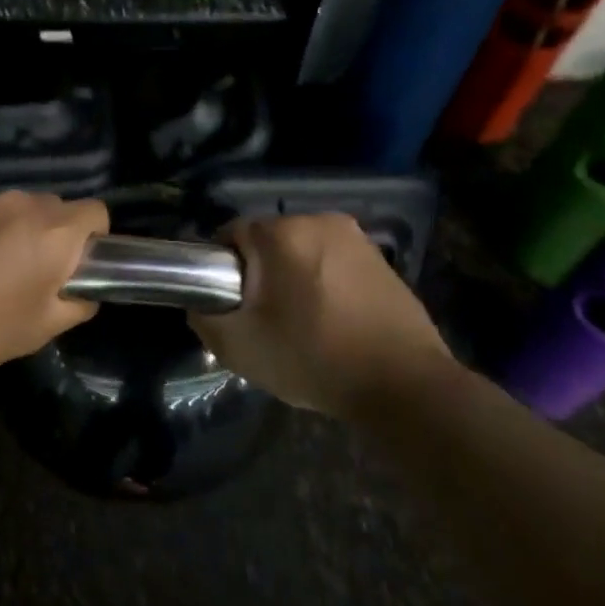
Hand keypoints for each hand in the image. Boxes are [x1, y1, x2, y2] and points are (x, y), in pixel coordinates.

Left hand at [0, 191, 107, 394]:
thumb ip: (77, 304)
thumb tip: (82, 292)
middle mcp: (18, 202)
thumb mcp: (42, 329)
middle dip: (52, 235)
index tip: (75, 268)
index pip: (96, 211)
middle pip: (54, 207)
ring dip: (14, 232)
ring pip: (14, 209)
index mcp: (52, 230)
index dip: (93, 239)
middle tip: (32, 276)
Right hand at [191, 213, 451, 415]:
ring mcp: (357, 238)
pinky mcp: (381, 259)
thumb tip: (201, 304)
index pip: (230, 235)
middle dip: (259, 274)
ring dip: (292, 278)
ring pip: (302, 252)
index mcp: (283, 232)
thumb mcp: (239, 347)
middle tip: (261, 319)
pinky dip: (323, 284)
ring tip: (298, 324)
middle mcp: (320, 220)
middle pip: (268, 242)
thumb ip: (204, 317)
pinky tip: (331, 322)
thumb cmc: (314, 358)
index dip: (221, 270)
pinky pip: (333, 263)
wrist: (404, 385)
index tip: (229, 305)